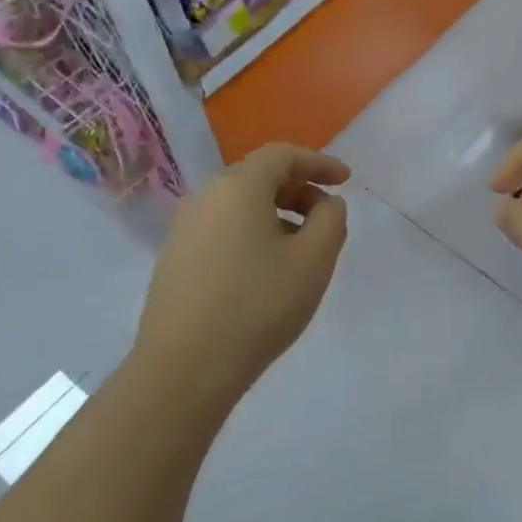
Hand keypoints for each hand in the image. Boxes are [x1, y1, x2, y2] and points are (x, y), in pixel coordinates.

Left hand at [135, 143, 350, 402]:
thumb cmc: (258, 306)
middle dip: (298, 190)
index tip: (346, 180)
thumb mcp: (313, 261)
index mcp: (238, 187)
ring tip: (300, 249)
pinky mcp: (174, 259)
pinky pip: (221, 231)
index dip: (319, 163)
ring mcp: (183, 229)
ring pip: (238, 207)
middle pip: (258, 178)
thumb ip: (330, 221)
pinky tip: (264, 271)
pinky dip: (251, 236)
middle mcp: (204, 197)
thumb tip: (326, 204)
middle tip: (327, 218)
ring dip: (275, 216)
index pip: (283, 155)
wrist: (186, 365)